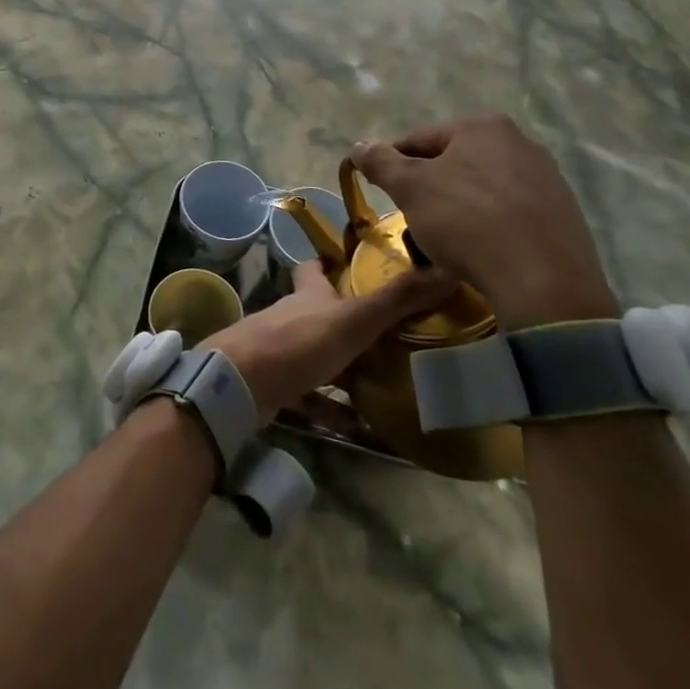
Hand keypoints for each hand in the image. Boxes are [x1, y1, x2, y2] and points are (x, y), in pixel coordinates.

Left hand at [206, 259, 457, 424]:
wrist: (242, 383)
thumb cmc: (299, 341)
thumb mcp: (354, 318)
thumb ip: (396, 299)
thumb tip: (447, 270)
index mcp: (308, 294)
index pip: (315, 268)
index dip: (329, 264)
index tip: (353, 265)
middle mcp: (293, 317)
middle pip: (319, 312)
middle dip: (347, 320)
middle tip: (389, 333)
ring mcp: (281, 351)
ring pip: (317, 355)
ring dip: (344, 366)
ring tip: (384, 379)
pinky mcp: (276, 386)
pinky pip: (309, 397)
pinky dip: (331, 408)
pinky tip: (358, 425)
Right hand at [352, 115, 618, 330]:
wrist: (544, 282)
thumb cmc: (468, 222)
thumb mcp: (410, 189)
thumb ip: (380, 162)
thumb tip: (359, 146)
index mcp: (482, 126)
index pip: (419, 140)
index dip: (393, 166)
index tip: (382, 193)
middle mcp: (520, 142)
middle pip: (453, 162)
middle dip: (429, 188)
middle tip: (413, 219)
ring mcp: (547, 178)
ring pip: (482, 188)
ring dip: (459, 207)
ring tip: (446, 240)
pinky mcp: (564, 214)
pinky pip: (511, 212)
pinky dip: (490, 225)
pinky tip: (482, 249)